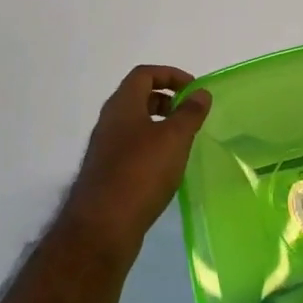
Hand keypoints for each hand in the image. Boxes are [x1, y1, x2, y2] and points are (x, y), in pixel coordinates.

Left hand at [61, 66, 210, 258]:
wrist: (101, 228)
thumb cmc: (141, 173)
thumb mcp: (174, 138)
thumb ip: (190, 113)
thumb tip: (201, 93)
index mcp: (122, 105)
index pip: (144, 74)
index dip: (171, 75)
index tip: (194, 90)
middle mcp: (109, 121)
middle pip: (138, 97)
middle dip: (166, 99)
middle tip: (189, 113)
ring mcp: (105, 149)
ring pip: (134, 124)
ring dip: (159, 125)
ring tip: (183, 141)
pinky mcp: (106, 173)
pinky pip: (131, 148)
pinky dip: (151, 147)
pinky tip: (166, 167)